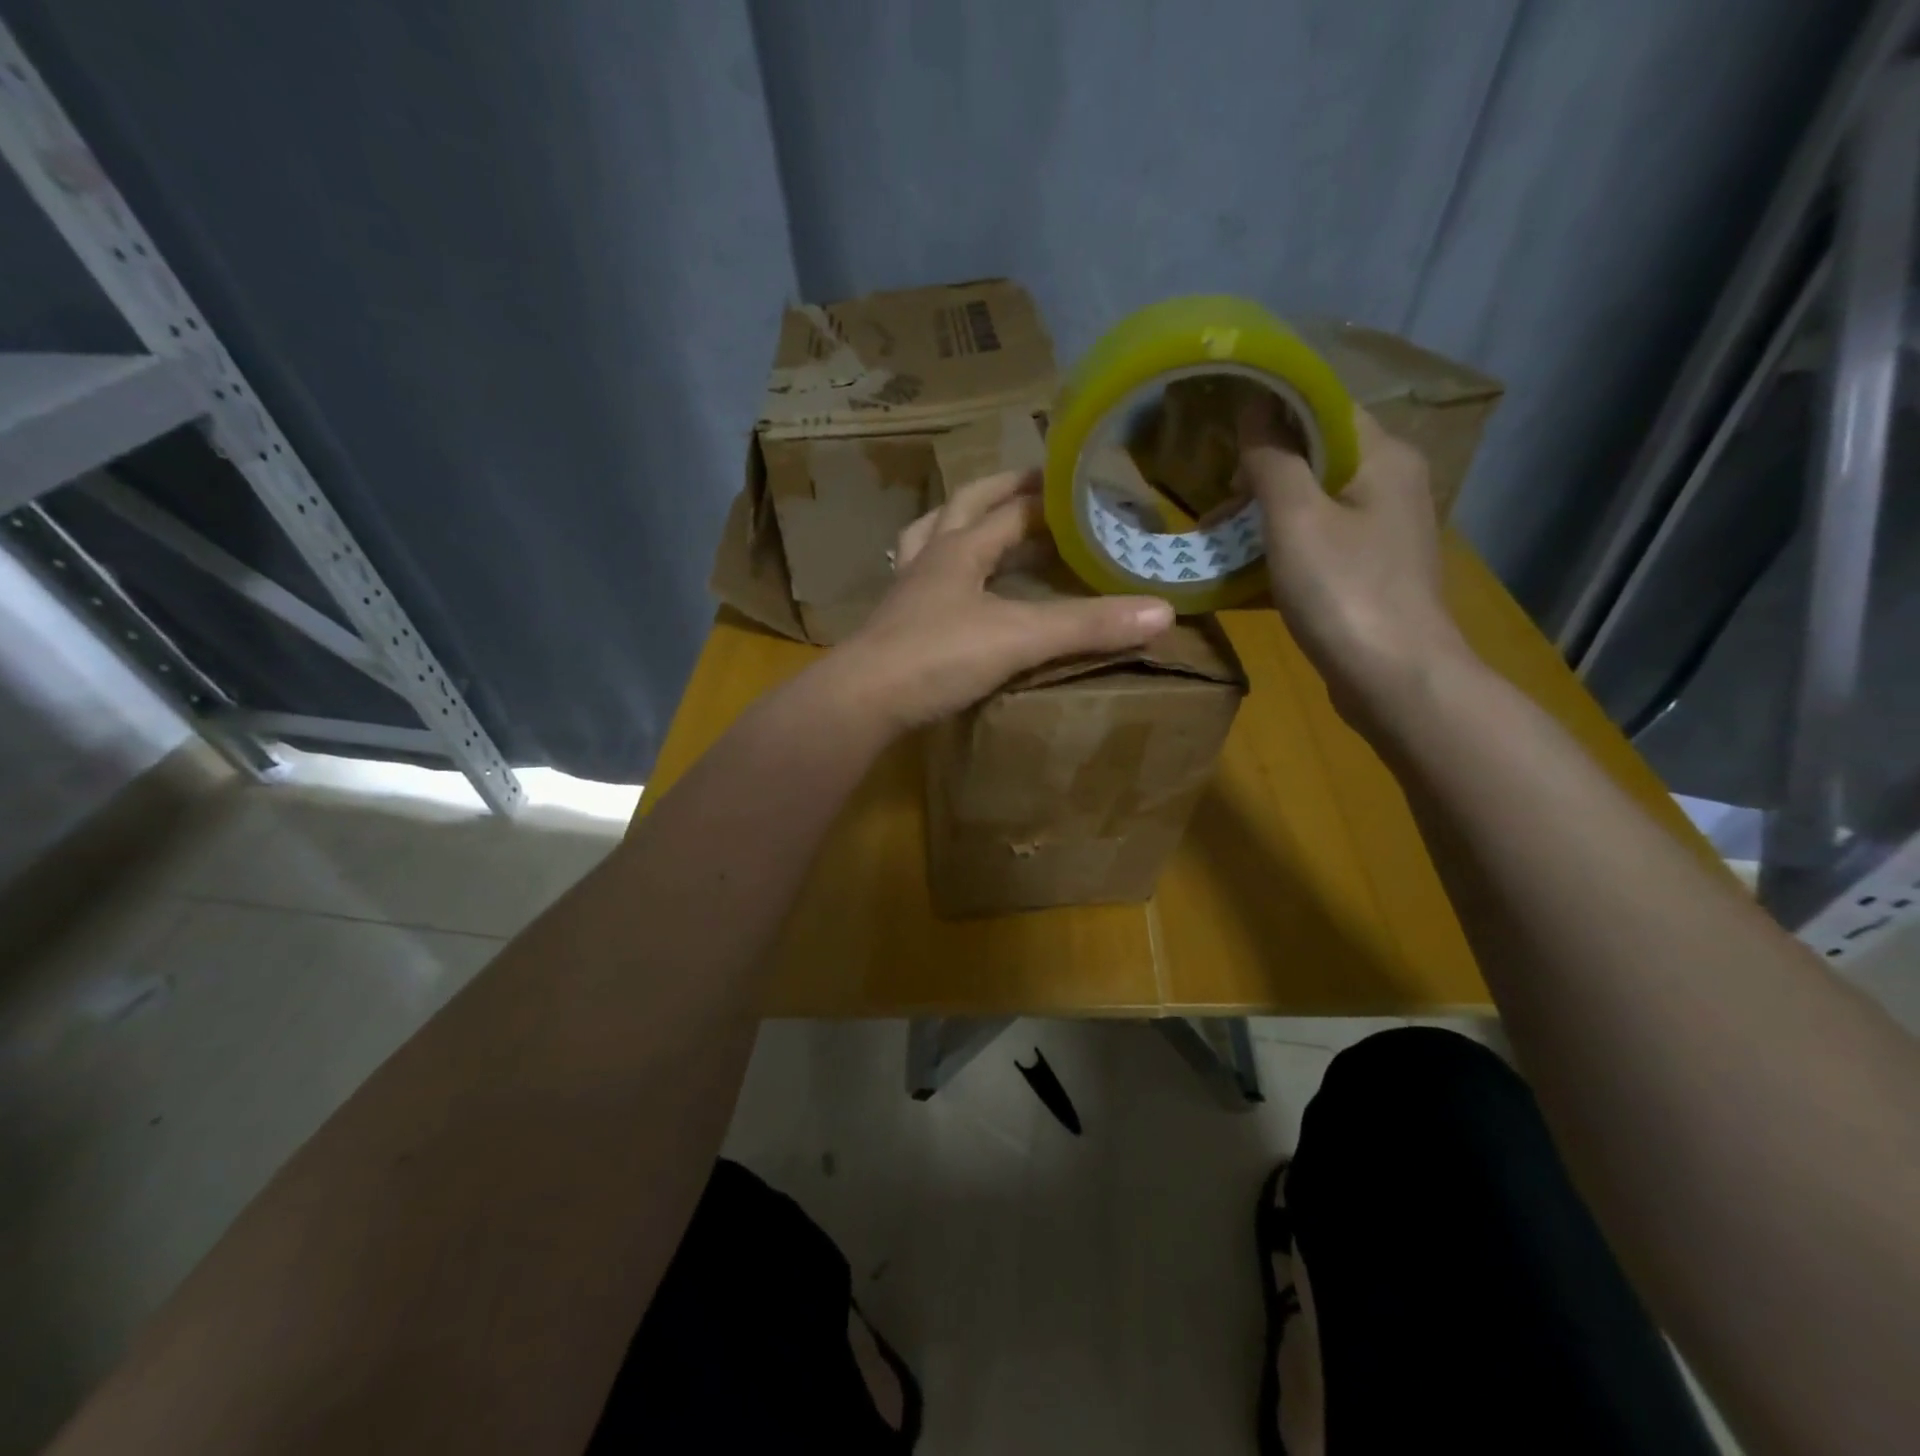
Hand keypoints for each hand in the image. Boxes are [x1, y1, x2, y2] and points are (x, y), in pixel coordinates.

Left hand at [828, 468, 1173, 731]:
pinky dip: (939, 570)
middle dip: (1000, 491)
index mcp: (958, 548)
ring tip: (982, 521)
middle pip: (962, 507)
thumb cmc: (937, 657)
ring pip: (929, 537)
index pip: (1010, 508)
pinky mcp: (894, 626)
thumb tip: (1163, 611)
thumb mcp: (1019, 638)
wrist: (862, 702)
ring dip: (957, 521)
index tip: (1081, 484)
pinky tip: (947, 587)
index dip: (1047, 495)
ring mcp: (906, 592)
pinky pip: (918, 580)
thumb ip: (1086, 626)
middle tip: (1035, 486)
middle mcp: (929, 559)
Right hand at [1237, 397, 1474, 719]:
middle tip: (1212, 500)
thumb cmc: (1344, 590)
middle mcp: (1388, 485)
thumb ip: (1272, 459)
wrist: (1395, 680)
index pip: (1324, 407)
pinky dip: (1277, 554)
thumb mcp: (1296, 518)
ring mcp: (1379, 535)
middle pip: (1315, 459)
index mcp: (1381, 457)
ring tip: (1213, 541)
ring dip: (1261, 520)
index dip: (1271, 410)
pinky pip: (1314, 548)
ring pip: (1311, 508)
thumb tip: (1254, 407)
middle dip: (1258, 475)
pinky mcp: (1367, 575)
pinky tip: (1238, 577)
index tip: (1221, 427)